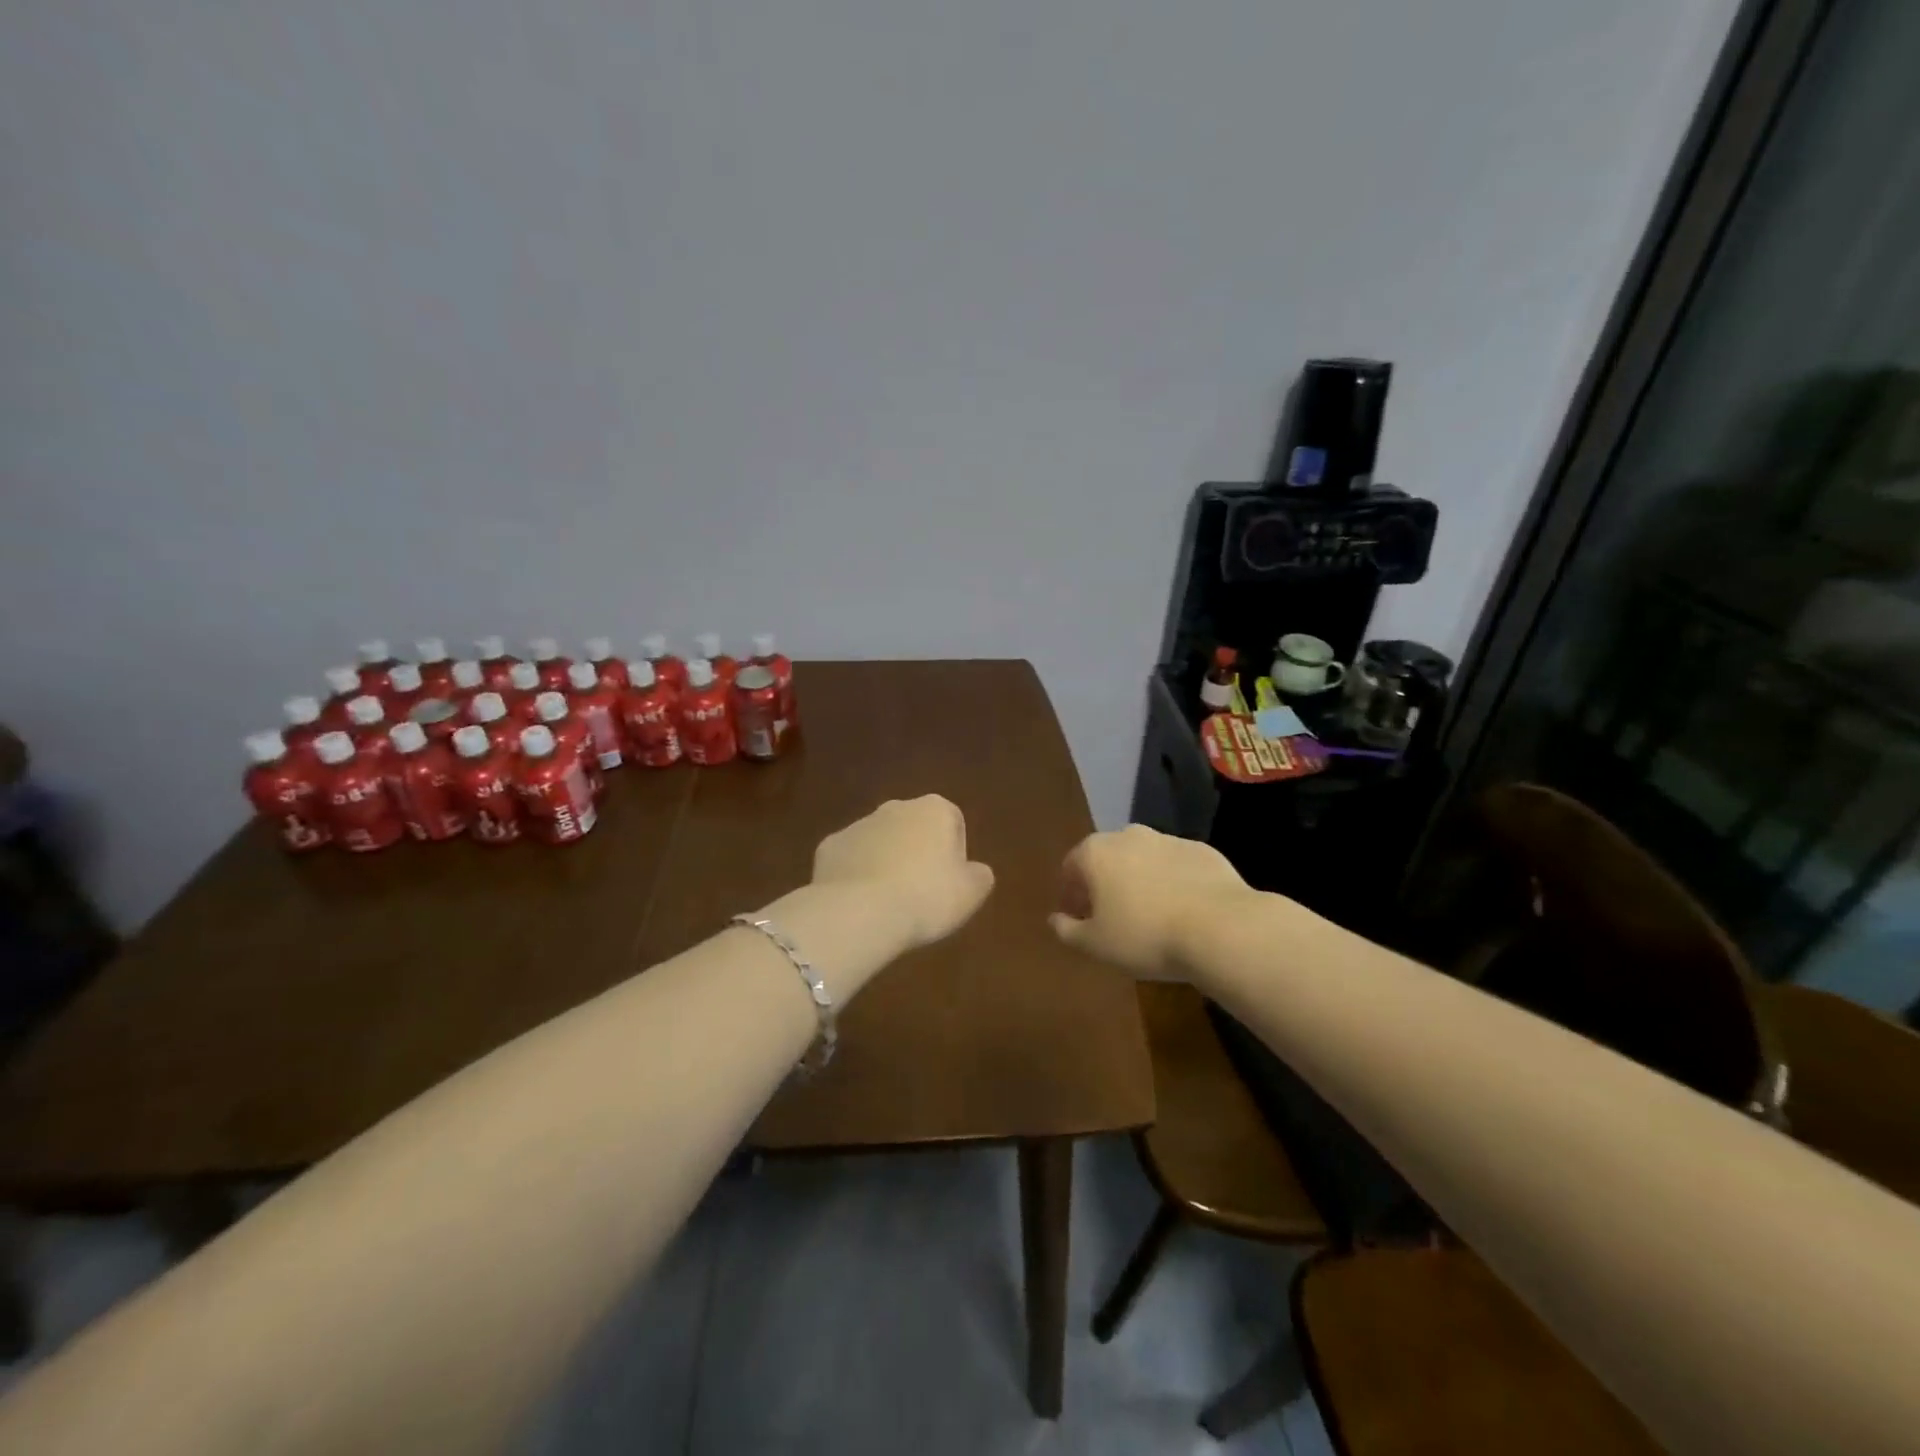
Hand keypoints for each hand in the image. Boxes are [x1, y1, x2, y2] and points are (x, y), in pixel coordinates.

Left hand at [812, 795, 995, 952]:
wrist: (860, 912)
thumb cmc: (926, 897)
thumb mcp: (971, 893)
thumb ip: (979, 875)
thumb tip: (975, 870)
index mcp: (934, 809)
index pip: (953, 821)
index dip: (955, 853)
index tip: (950, 882)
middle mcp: (895, 807)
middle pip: (913, 827)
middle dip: (917, 852)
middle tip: (921, 892)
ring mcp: (858, 824)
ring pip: (879, 841)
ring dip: (886, 862)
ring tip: (889, 903)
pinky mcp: (829, 846)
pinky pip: (850, 859)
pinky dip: (856, 875)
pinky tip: (860, 903)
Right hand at [1049, 824, 1249, 978]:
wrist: (1220, 928)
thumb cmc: (1145, 936)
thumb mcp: (1095, 945)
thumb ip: (1067, 930)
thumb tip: (1054, 920)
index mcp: (1096, 852)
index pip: (1071, 867)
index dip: (1071, 894)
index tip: (1079, 919)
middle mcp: (1129, 835)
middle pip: (1107, 858)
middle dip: (1105, 884)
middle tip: (1112, 918)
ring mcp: (1168, 839)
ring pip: (1143, 860)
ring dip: (1140, 881)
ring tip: (1151, 917)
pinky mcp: (1202, 851)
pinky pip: (1177, 867)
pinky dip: (1173, 883)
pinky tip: (1183, 912)